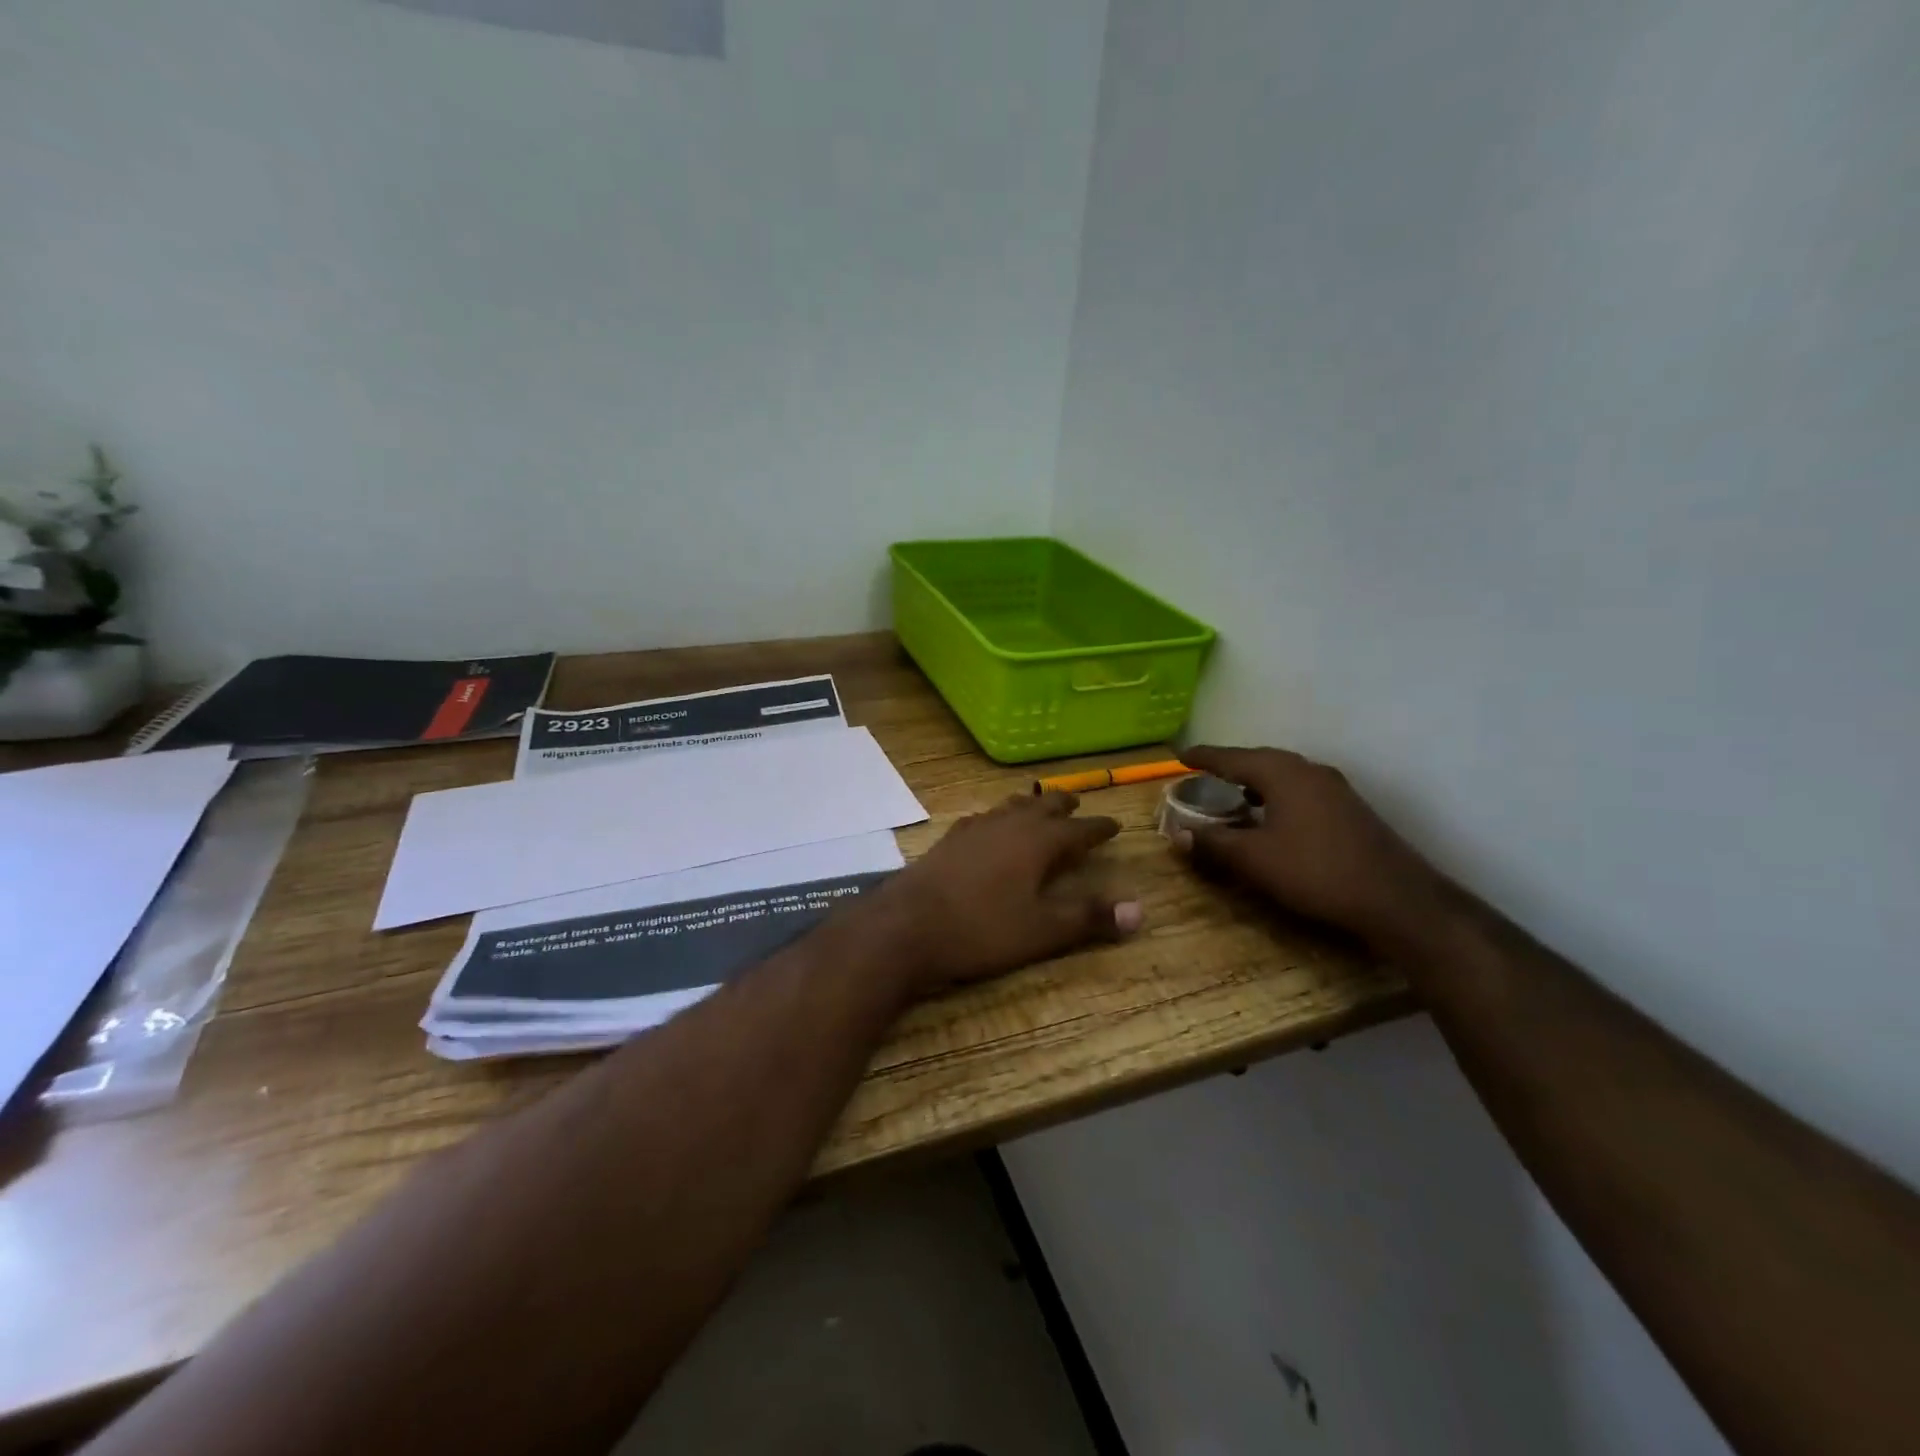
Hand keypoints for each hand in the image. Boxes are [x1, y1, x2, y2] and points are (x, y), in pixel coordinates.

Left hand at [865, 791, 1141, 993]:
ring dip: (1029, 806)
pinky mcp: (949, 840)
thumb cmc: (982, 930)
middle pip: (1042, 807)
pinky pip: (983, 818)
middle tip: (1077, 805)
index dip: (1098, 829)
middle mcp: (1008, 825)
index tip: (1114, 825)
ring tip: (1037, 806)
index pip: (1078, 830)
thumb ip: (1089, 918)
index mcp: (1037, 842)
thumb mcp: (1042, 931)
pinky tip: (989, 826)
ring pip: (1010, 807)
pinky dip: (998, 817)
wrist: (907, 926)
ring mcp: (974, 829)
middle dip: (1063, 806)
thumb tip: (1140, 911)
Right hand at [1174, 746, 1453, 952]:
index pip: (1233, 758)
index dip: (1204, 757)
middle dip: (1231, 766)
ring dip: (1256, 781)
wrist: (1396, 899)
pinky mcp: (1350, 808)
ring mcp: (1335, 788)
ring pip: (1285, 775)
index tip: (1181, 755)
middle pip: (1261, 760)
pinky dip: (1278, 794)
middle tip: (1205, 773)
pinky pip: (1301, 789)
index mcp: (1282, 774)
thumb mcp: (1254, 860)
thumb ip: (1214, 843)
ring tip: (1235, 793)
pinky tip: (1274, 814)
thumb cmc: (1316, 872)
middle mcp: (1309, 771)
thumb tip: (1179, 833)